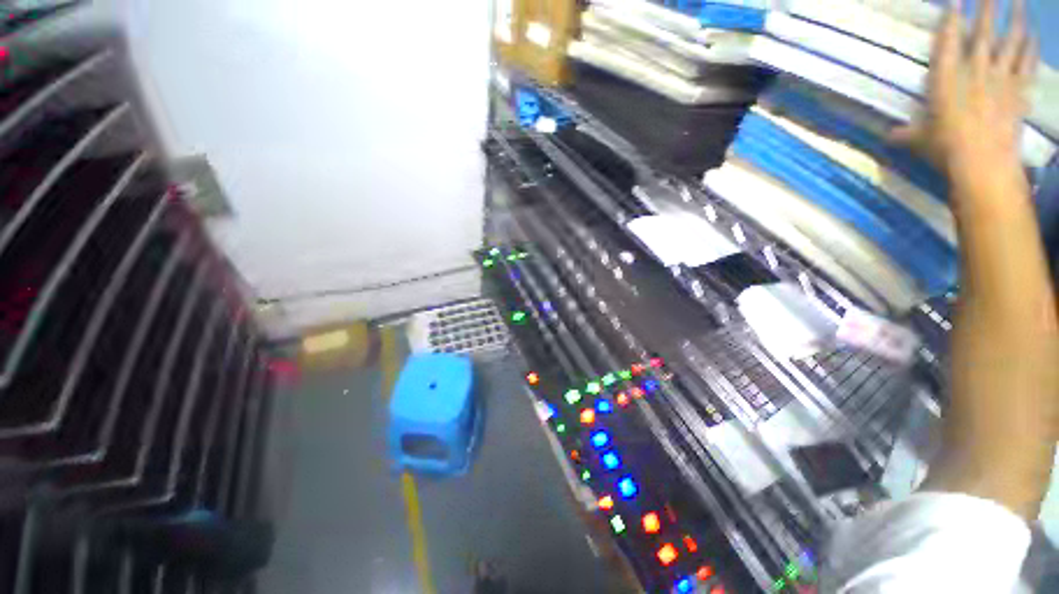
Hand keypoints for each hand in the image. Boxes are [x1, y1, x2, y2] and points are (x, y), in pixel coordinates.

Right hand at [891, 0, 1036, 179]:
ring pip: (1011, 42)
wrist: (983, 165)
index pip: (948, 42)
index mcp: (947, 79)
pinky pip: (1027, 64)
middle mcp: (976, 71)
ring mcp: (1001, 80)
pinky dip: (1031, 48)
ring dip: (1016, 19)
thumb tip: (886, 136)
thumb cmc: (945, 150)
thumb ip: (905, 134)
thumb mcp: (918, 142)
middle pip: (983, 33)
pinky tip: (1033, 35)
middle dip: (987, 8)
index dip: (951, 19)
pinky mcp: (1018, 93)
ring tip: (1018, 2)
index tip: (955, 1)